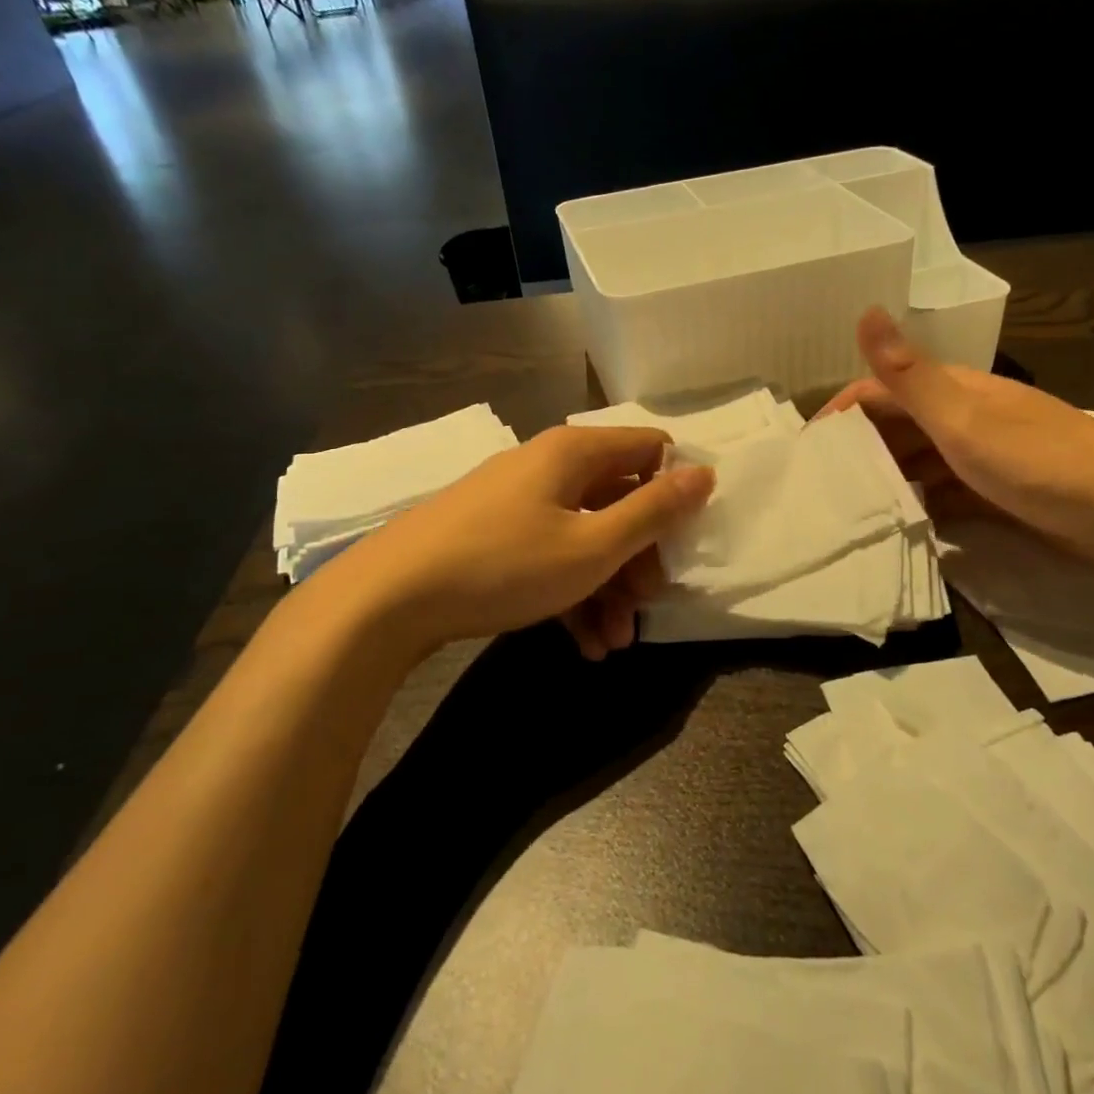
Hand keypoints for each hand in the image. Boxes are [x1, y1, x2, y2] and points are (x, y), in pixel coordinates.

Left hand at [348, 426, 714, 658]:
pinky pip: (551, 556)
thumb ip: (654, 511)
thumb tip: (706, 473)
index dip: (677, 489)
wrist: (388, 599)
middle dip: (640, 557)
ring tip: (615, 642)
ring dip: (609, 587)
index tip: (686, 540)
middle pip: (619, 499)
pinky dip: (573, 593)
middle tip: (648, 605)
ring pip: (586, 536)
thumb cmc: (504, 563)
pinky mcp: (496, 537)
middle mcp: (549, 467)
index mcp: (576, 453)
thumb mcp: (592, 546)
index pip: (650, 449)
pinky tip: (584, 643)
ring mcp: (519, 503)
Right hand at [818, 309, 1093, 573]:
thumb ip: (910, 375)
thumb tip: (864, 310)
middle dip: (859, 449)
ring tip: (848, 508)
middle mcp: (967, 418)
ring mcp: (986, 457)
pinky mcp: (1001, 494)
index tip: (808, 448)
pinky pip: (946, 493)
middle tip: (819, 486)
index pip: (882, 390)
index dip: (842, 411)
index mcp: (957, 391)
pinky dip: (921, 504)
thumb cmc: (1042, 463)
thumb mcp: (965, 420)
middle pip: (899, 426)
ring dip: (887, 478)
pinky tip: (901, 524)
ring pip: (921, 461)